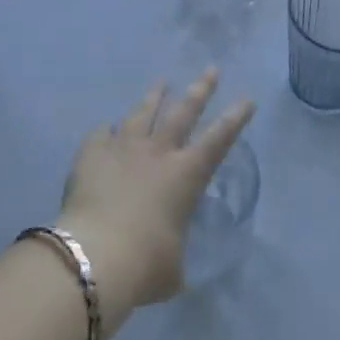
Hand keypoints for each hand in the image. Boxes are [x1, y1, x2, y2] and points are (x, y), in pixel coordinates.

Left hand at [56, 70, 253, 334]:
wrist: (95, 256)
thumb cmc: (146, 265)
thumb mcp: (172, 268)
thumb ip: (174, 256)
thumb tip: (169, 266)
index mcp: (186, 175)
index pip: (219, 139)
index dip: (236, 118)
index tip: (247, 99)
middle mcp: (158, 152)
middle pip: (184, 111)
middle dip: (201, 89)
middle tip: (211, 70)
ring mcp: (124, 148)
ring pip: (142, 113)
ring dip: (154, 97)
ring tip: (161, 83)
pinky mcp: (92, 154)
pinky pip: (100, 135)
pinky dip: (106, 132)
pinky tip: (105, 130)